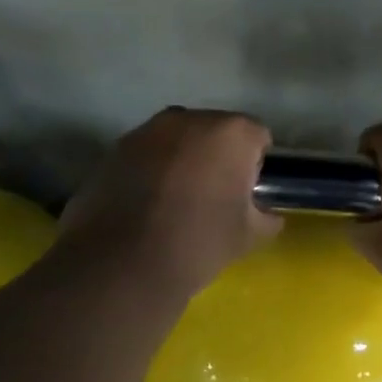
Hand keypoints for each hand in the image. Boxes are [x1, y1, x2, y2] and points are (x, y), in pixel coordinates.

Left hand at [59, 109, 280, 295]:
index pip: (257, 136)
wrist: (125, 263)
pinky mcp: (115, 149)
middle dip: (219, 155)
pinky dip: (153, 169)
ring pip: (178, 139)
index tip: (248, 192)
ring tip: (178, 199)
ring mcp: (147, 131)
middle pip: (215, 130)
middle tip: (215, 194)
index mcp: (231, 133)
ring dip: (184, 159)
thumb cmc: (200, 242)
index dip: (256, 164)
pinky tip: (149, 203)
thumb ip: (267, 218)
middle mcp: (189, 119)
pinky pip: (148, 153)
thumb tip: (267, 215)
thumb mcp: (249, 236)